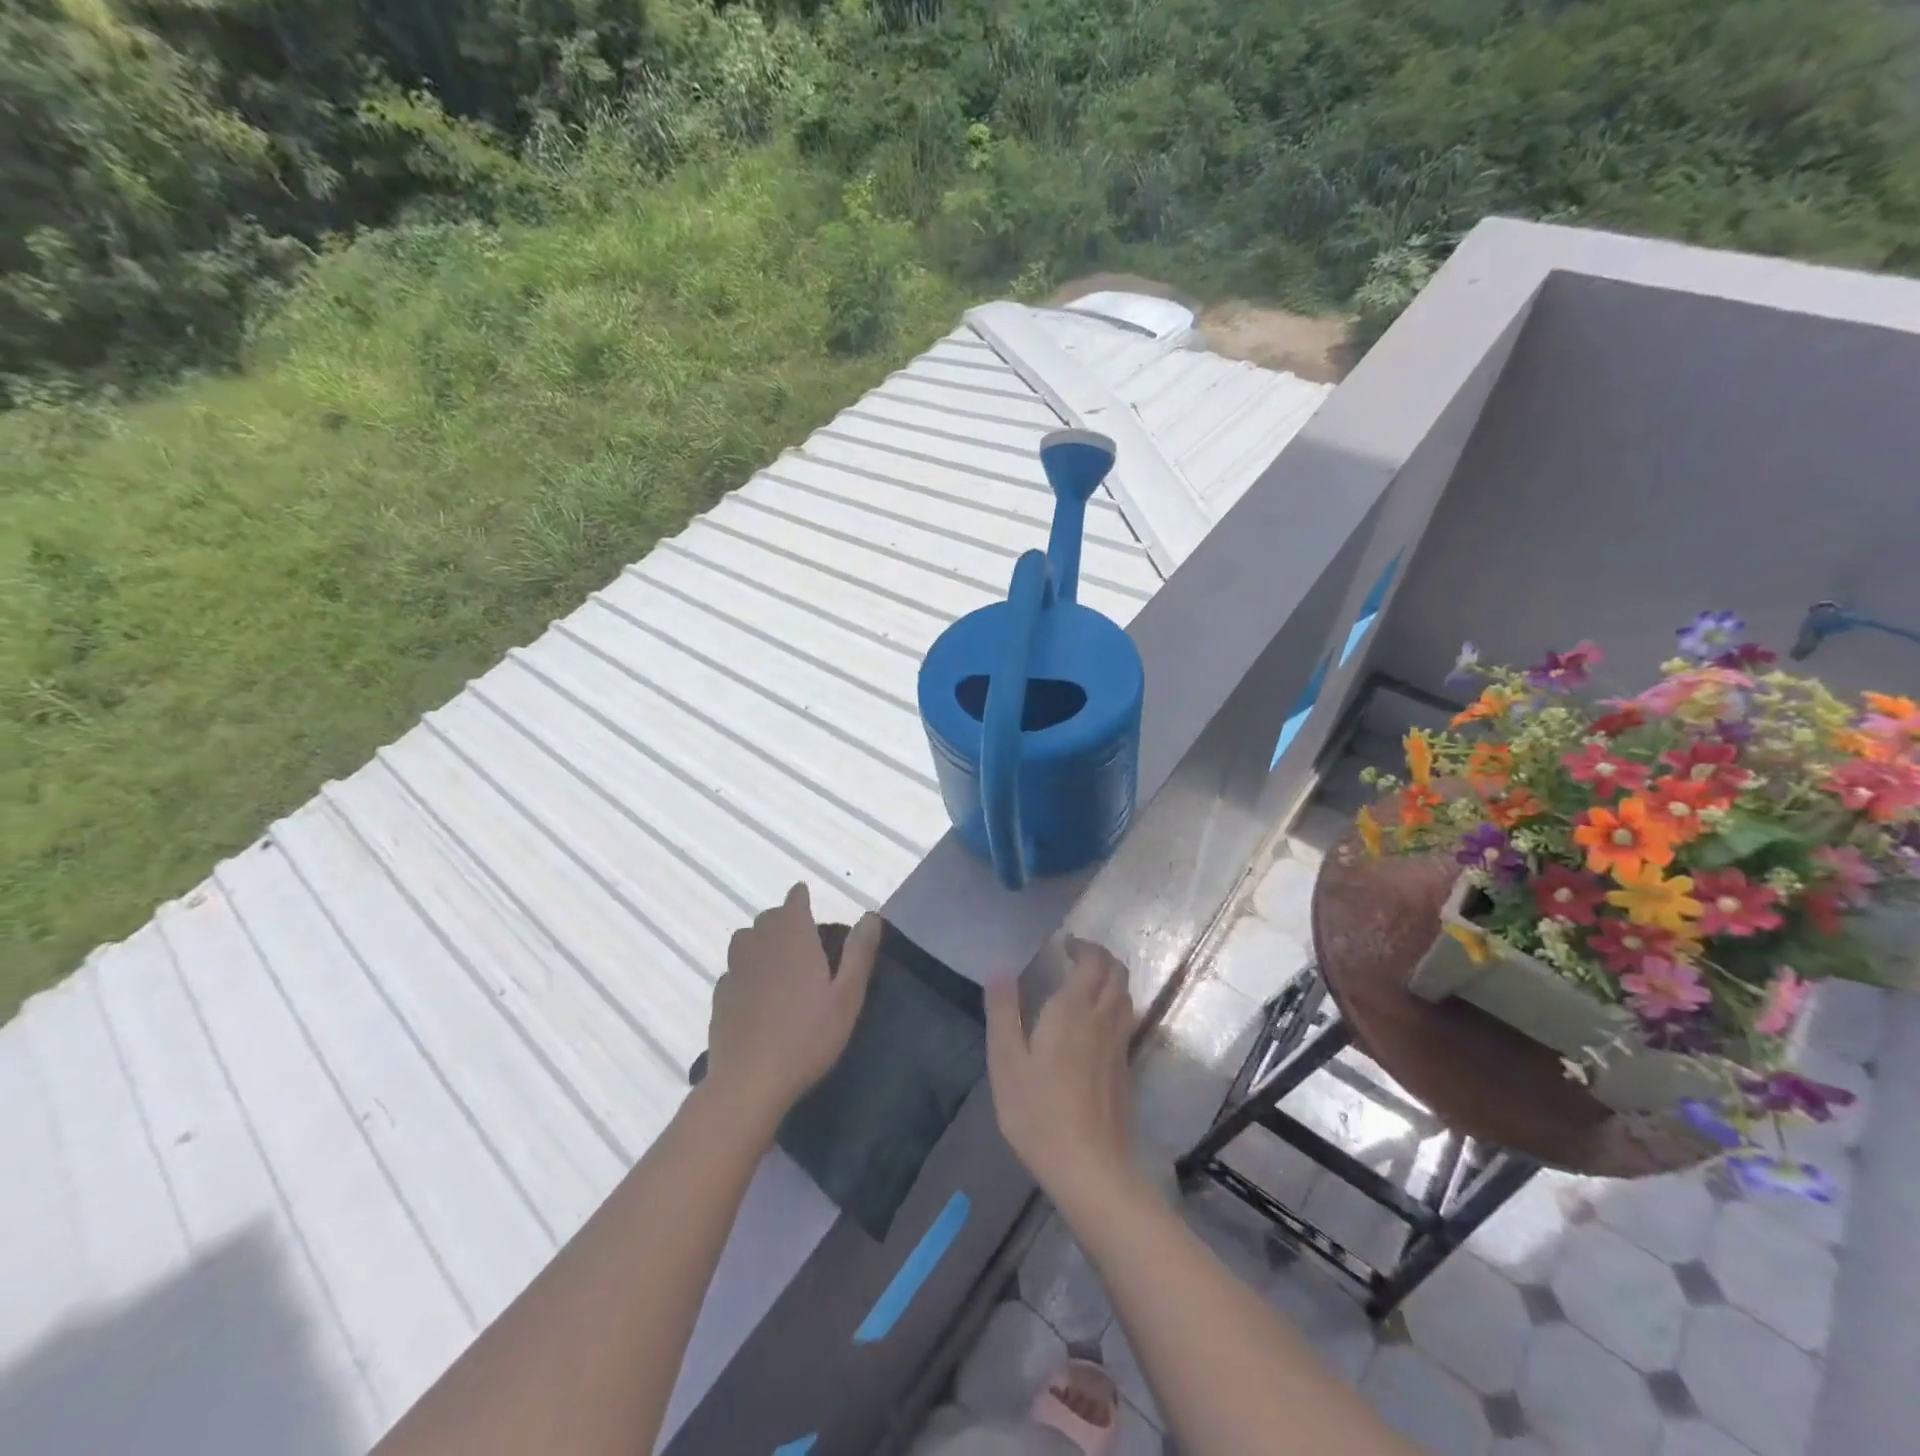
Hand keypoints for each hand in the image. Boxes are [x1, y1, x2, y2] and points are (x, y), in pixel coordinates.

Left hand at [704, 885, 881, 1129]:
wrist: (749, 1081)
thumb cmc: (807, 1036)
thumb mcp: (847, 997)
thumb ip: (859, 953)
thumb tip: (871, 915)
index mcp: (793, 938)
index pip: (794, 902)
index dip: (800, 898)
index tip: (806, 899)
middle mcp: (760, 944)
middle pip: (768, 918)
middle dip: (783, 919)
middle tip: (802, 937)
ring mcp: (735, 970)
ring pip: (745, 939)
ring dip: (760, 940)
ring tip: (777, 959)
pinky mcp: (720, 996)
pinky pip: (734, 970)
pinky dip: (745, 970)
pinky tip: (756, 993)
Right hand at [986, 936, 1135, 1211]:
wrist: (1088, 1166)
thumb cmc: (1038, 1111)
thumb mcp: (1006, 1060)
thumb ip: (1003, 1011)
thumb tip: (1000, 968)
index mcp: (1073, 1010)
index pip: (1093, 961)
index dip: (1084, 946)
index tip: (1065, 944)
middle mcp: (1103, 1019)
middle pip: (1117, 973)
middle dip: (1100, 957)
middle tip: (1075, 957)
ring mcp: (1119, 1044)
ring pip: (1125, 996)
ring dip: (1110, 980)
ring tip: (1084, 984)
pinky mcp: (1126, 1068)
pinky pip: (1126, 1020)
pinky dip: (1114, 1005)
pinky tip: (1094, 1023)